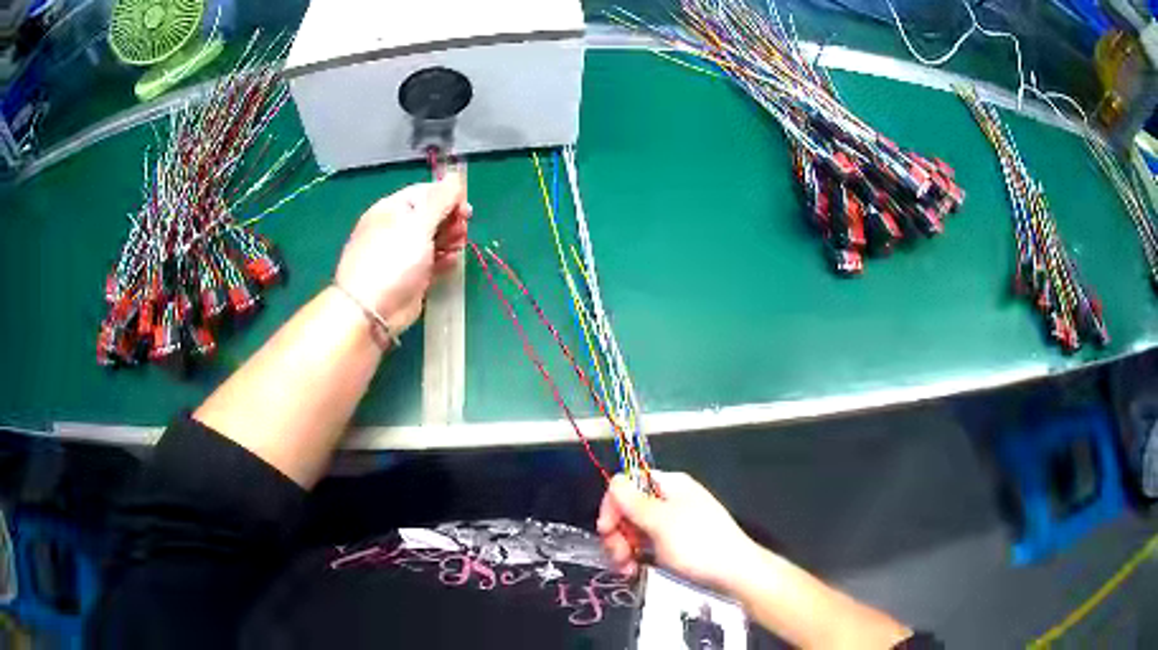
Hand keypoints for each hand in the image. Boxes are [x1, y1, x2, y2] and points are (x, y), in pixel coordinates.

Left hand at [333, 171, 469, 335]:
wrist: (371, 310)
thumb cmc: (392, 260)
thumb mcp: (418, 224)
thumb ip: (440, 200)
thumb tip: (455, 177)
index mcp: (393, 209)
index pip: (426, 193)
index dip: (448, 197)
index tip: (466, 209)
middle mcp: (396, 228)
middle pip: (431, 215)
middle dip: (451, 220)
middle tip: (462, 230)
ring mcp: (403, 254)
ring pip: (434, 239)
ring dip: (450, 239)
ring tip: (458, 247)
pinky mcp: (411, 277)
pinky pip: (432, 262)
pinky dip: (444, 260)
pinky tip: (452, 262)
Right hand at [597, 472, 757, 594]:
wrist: (735, 573)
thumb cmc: (698, 544)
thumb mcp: (661, 523)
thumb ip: (633, 502)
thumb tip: (614, 478)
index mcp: (670, 485)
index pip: (628, 484)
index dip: (612, 505)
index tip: (606, 530)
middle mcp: (670, 500)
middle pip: (628, 509)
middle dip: (617, 533)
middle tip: (617, 556)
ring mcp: (673, 523)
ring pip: (635, 530)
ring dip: (623, 548)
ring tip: (626, 569)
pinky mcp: (675, 544)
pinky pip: (646, 545)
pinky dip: (636, 556)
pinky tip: (634, 571)